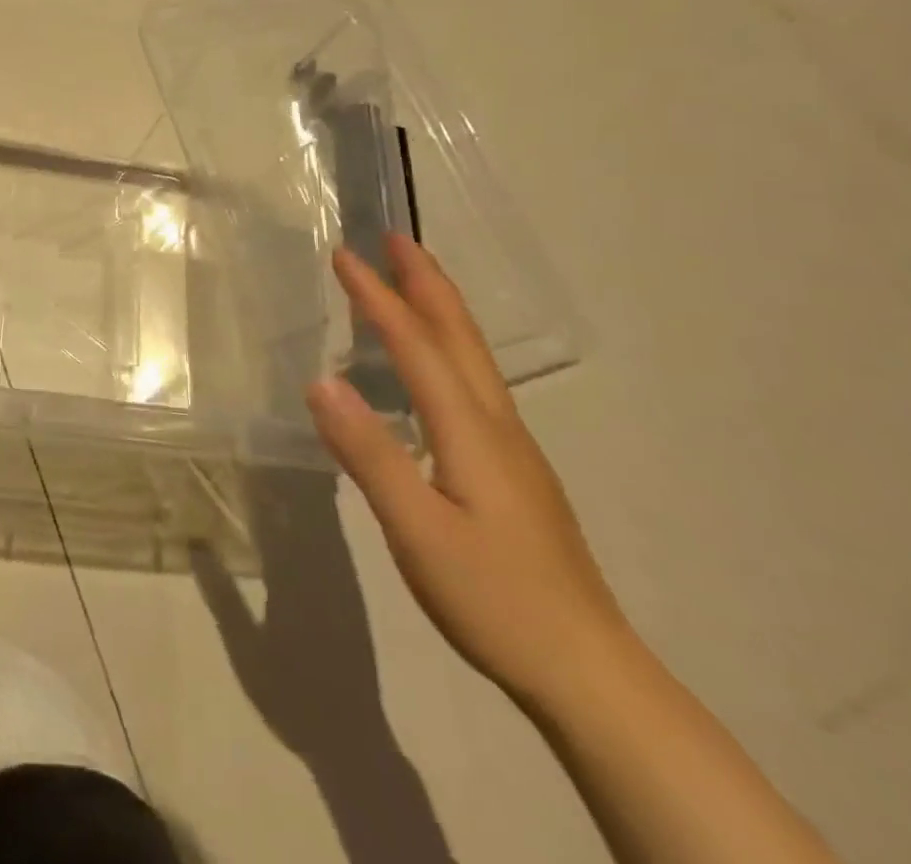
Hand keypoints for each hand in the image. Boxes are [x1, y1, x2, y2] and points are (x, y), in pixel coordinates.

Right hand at [308, 234, 632, 709]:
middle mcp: (497, 426)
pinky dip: (446, 349)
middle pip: (459, 338)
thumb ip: (369, 453)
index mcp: (472, 432)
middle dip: (425, 283)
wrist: (589, 673)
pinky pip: (473, 385)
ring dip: (439, 311)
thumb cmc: (495, 598)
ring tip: (411, 284)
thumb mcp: (417, 530)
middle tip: (396, 239)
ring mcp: (512, 450)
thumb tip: (321, 380)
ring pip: (472, 359)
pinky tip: (432, 369)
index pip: (417, 347)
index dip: (378, 298)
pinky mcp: (513, 473)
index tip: (344, 255)